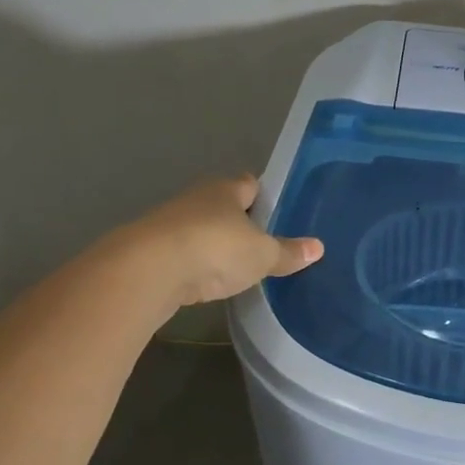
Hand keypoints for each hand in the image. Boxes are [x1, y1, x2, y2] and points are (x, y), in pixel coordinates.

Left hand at [125, 175, 321, 307]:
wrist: (146, 271)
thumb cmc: (215, 249)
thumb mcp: (262, 255)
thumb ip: (287, 252)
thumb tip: (318, 247)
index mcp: (226, 190)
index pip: (250, 184)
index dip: (265, 196)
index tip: (278, 213)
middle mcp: (196, 198)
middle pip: (223, 205)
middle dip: (239, 222)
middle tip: (261, 243)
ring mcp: (168, 223)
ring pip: (200, 228)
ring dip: (213, 243)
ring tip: (234, 265)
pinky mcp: (149, 250)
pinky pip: (181, 253)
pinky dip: (193, 264)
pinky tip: (205, 280)